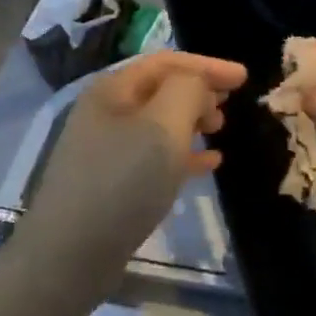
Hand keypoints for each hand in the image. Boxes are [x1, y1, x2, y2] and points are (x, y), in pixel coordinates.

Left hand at [17, 51, 246, 287]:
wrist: (71, 254)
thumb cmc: (122, 181)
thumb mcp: (163, 126)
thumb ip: (188, 91)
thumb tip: (198, 85)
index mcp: (113, 90)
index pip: (166, 61)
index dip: (207, 65)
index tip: (245, 77)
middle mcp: (106, 112)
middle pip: (161, 89)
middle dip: (199, 90)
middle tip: (232, 102)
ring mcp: (106, 149)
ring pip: (159, 123)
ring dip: (192, 121)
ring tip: (220, 130)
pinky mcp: (112, 183)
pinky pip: (155, 156)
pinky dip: (184, 154)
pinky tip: (209, 164)